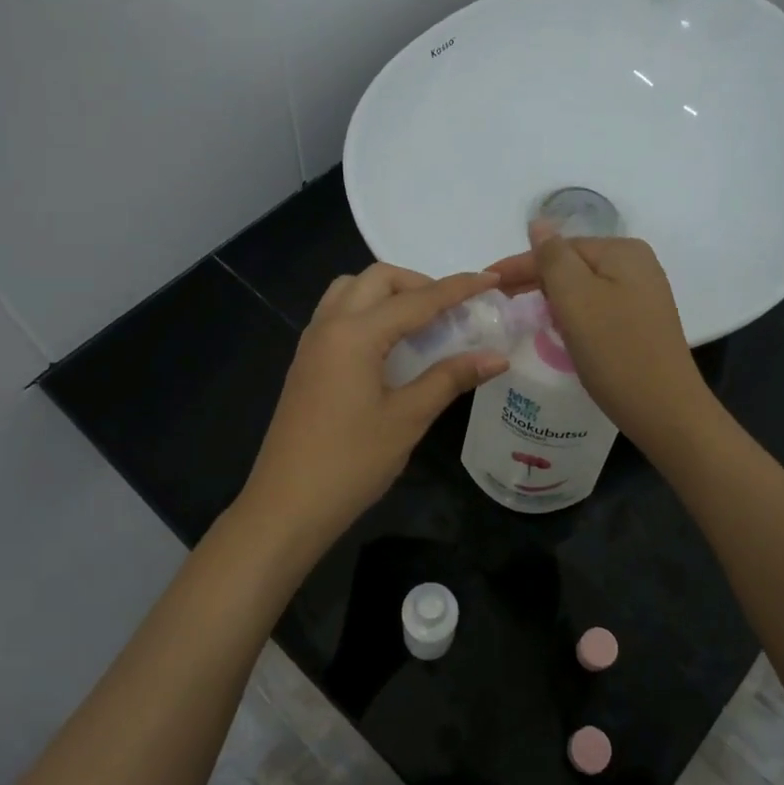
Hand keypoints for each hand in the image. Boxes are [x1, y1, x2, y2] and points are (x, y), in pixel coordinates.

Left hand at [235, 264, 510, 558]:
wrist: (286, 505)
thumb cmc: (350, 463)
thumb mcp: (407, 419)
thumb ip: (450, 379)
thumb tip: (497, 357)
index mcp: (355, 334)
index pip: (417, 299)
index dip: (458, 288)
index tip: (491, 279)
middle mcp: (329, 325)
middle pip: (376, 279)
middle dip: (418, 283)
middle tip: (452, 310)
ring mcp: (312, 343)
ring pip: (351, 291)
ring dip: (388, 293)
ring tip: (420, 322)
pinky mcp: (306, 362)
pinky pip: (338, 314)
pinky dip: (367, 311)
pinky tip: (389, 344)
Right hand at [489, 227, 714, 456]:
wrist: (665, 410)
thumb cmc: (615, 351)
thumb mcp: (576, 298)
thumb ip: (552, 257)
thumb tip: (538, 223)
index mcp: (622, 251)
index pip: (559, 248)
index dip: (520, 265)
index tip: (486, 283)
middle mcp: (637, 265)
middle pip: (572, 264)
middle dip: (535, 281)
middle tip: (498, 302)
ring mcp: (642, 295)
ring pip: (583, 287)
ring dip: (553, 298)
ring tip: (523, 315)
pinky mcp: (641, 322)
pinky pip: (596, 307)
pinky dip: (573, 315)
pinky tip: (560, 330)